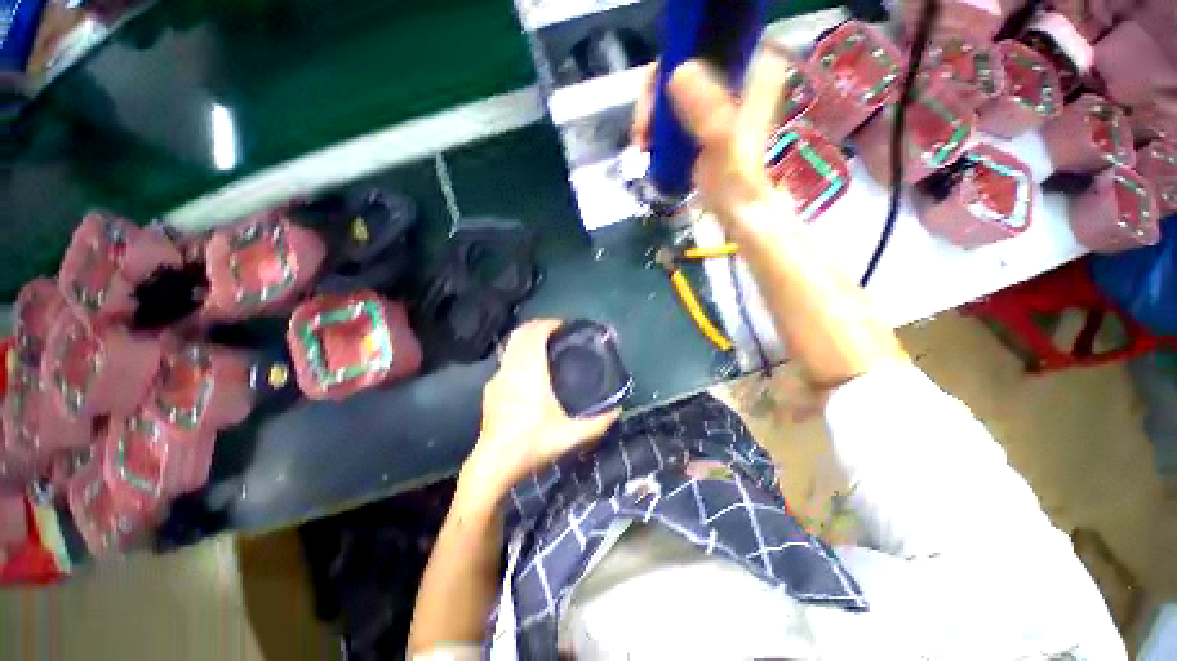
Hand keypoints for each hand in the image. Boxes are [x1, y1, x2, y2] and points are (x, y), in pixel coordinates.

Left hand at [463, 320, 619, 497]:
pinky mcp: (490, 388)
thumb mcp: (571, 436)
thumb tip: (619, 411)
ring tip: (544, 347)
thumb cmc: (532, 444)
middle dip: (538, 326)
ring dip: (527, 339)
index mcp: (529, 371)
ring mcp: (497, 377)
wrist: (494, 463)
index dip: (548, 323)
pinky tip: (528, 370)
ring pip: (511, 345)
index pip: (534, 333)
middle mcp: (511, 368)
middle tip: (557, 333)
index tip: (564, 325)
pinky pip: (506, 360)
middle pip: (521, 333)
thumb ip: (598, 423)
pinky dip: (518, 354)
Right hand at [631, 51, 794, 226]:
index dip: (669, 67)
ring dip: (652, 114)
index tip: (652, 110)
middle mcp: (737, 72)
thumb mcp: (723, 146)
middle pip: (682, 62)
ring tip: (644, 146)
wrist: (738, 210)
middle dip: (655, 99)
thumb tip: (679, 71)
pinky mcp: (705, 116)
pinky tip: (649, 144)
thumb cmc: (735, 184)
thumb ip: (709, 112)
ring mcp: (720, 95)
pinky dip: (658, 123)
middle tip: (643, 135)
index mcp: (752, 66)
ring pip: (673, 86)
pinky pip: (673, 106)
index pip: (701, 41)